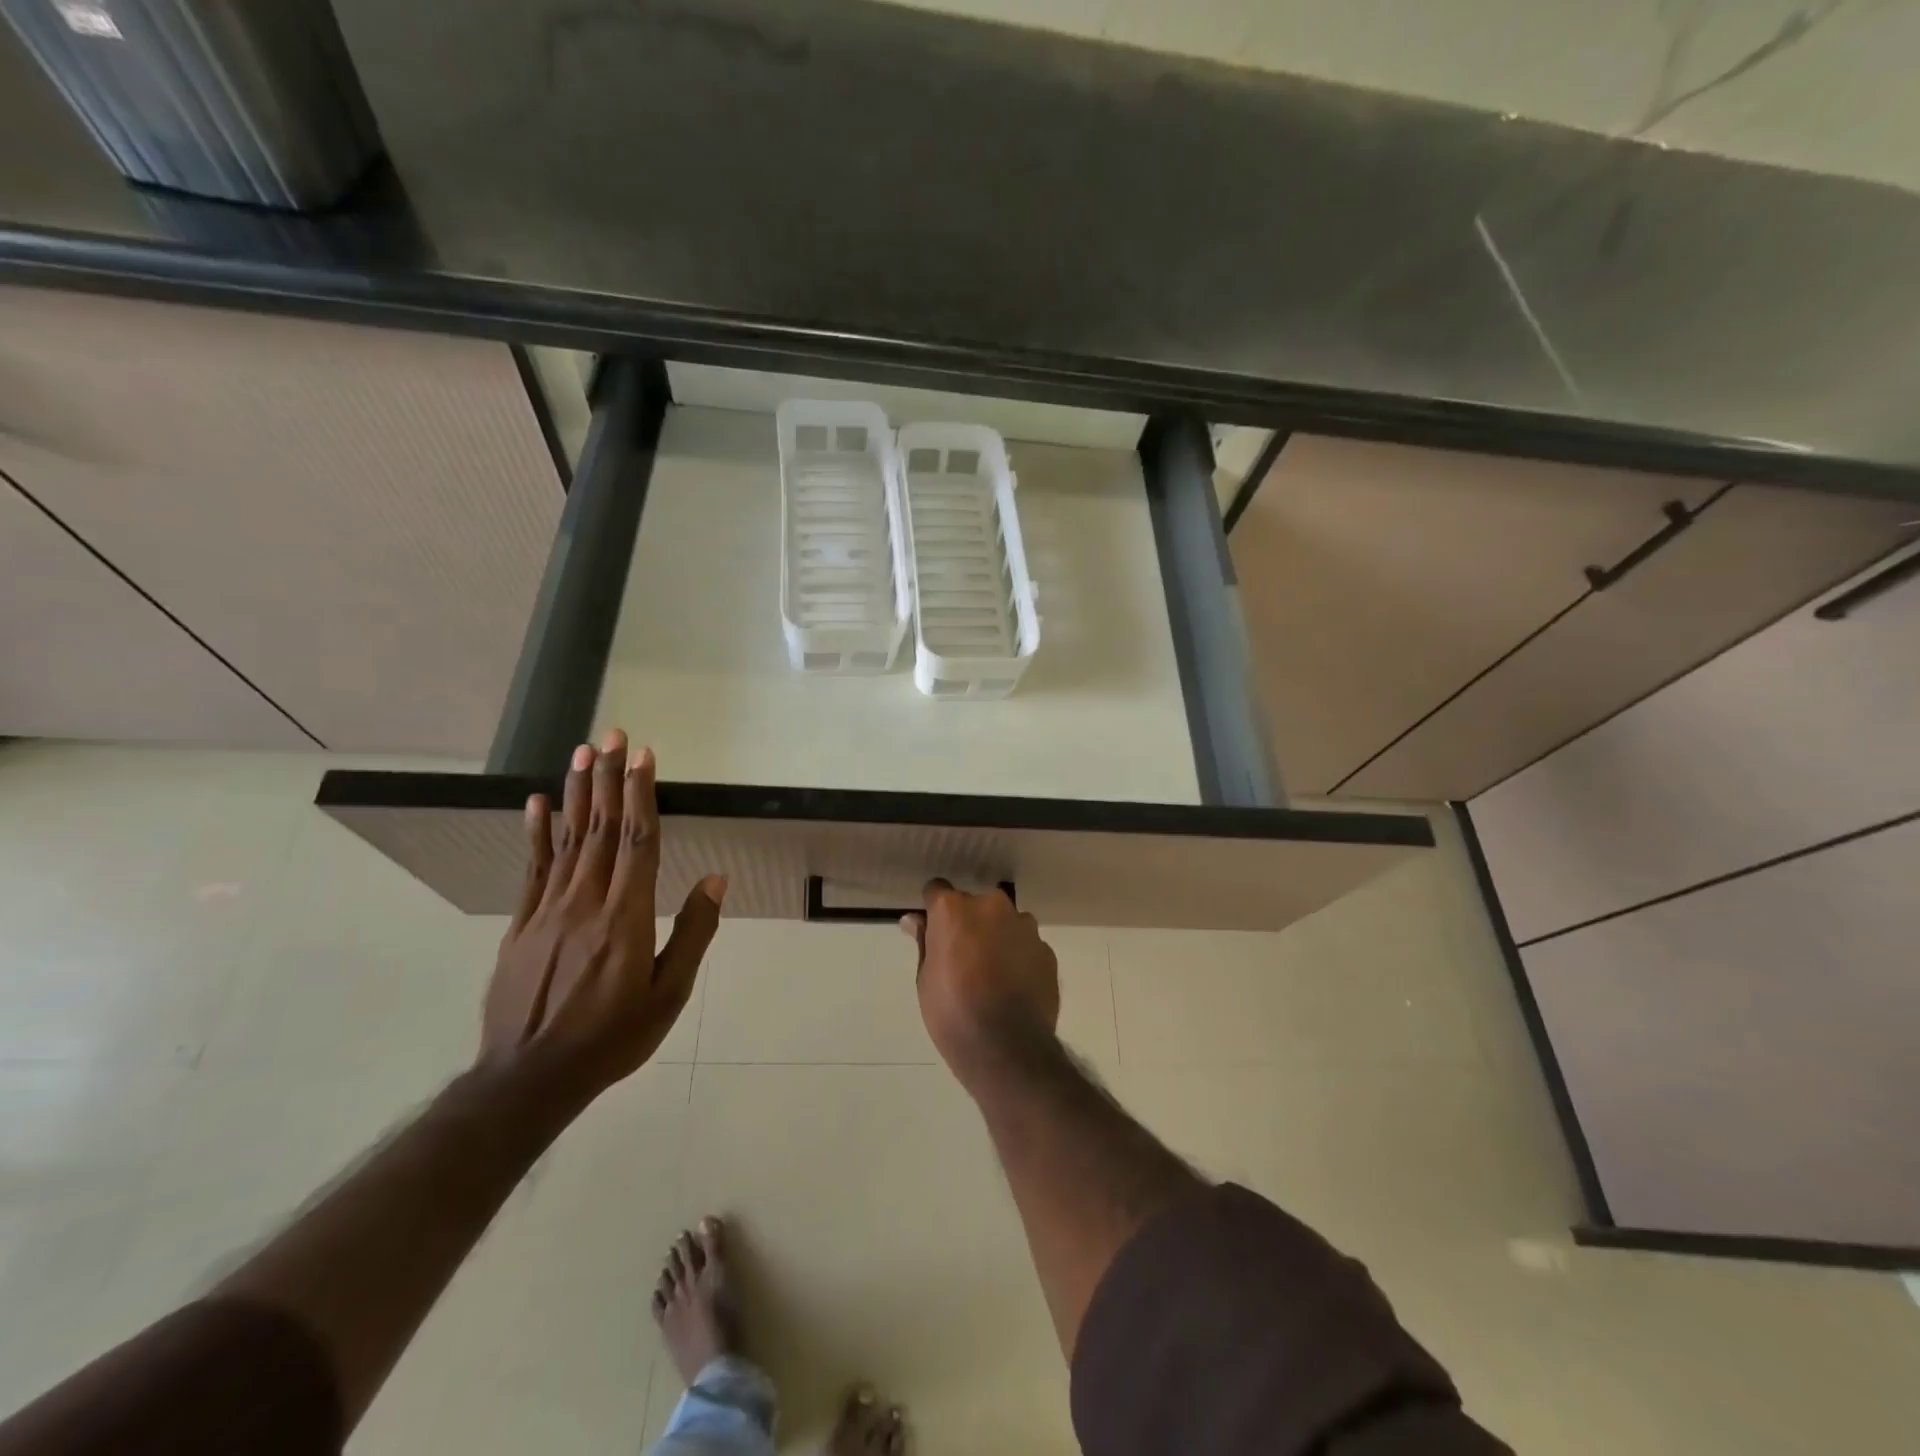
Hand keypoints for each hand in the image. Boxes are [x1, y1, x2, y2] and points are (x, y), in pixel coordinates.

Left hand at [481, 729, 725, 1100]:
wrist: (530, 1077)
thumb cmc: (613, 1037)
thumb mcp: (669, 994)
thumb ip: (692, 933)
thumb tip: (715, 879)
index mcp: (626, 916)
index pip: (638, 841)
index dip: (642, 794)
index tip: (645, 756)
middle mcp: (586, 901)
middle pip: (602, 829)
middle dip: (610, 778)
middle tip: (614, 736)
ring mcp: (548, 910)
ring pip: (568, 840)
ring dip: (578, 793)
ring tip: (583, 753)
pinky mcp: (521, 924)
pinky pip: (532, 868)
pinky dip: (537, 832)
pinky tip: (539, 803)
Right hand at [902, 880, 1059, 1087]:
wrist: (1007, 1048)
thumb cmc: (953, 1013)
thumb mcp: (925, 979)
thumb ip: (924, 942)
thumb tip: (914, 920)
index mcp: (954, 909)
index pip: (937, 890)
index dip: (933, 910)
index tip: (932, 932)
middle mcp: (991, 906)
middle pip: (974, 905)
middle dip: (968, 923)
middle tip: (962, 958)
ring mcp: (1024, 926)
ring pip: (1004, 922)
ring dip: (997, 937)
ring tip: (992, 975)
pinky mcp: (1046, 949)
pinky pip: (1026, 944)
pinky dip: (1019, 957)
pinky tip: (1013, 986)